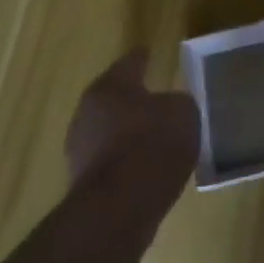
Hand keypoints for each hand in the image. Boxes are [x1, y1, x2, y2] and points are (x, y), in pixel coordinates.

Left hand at [66, 51, 198, 208]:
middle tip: (155, 99)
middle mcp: (87, 112)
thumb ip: (177, 103)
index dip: (142, 58)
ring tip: (153, 138)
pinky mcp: (82, 184)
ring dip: (127, 133)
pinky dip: (125, 162)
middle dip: (132, 99)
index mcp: (110, 86)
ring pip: (108, 132)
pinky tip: (145, 168)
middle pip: (113, 98)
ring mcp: (79, 150)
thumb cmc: (153, 145)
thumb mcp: (183, 112)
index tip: (149, 53)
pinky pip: (110, 162)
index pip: (130, 63)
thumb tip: (169, 108)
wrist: (119, 209)